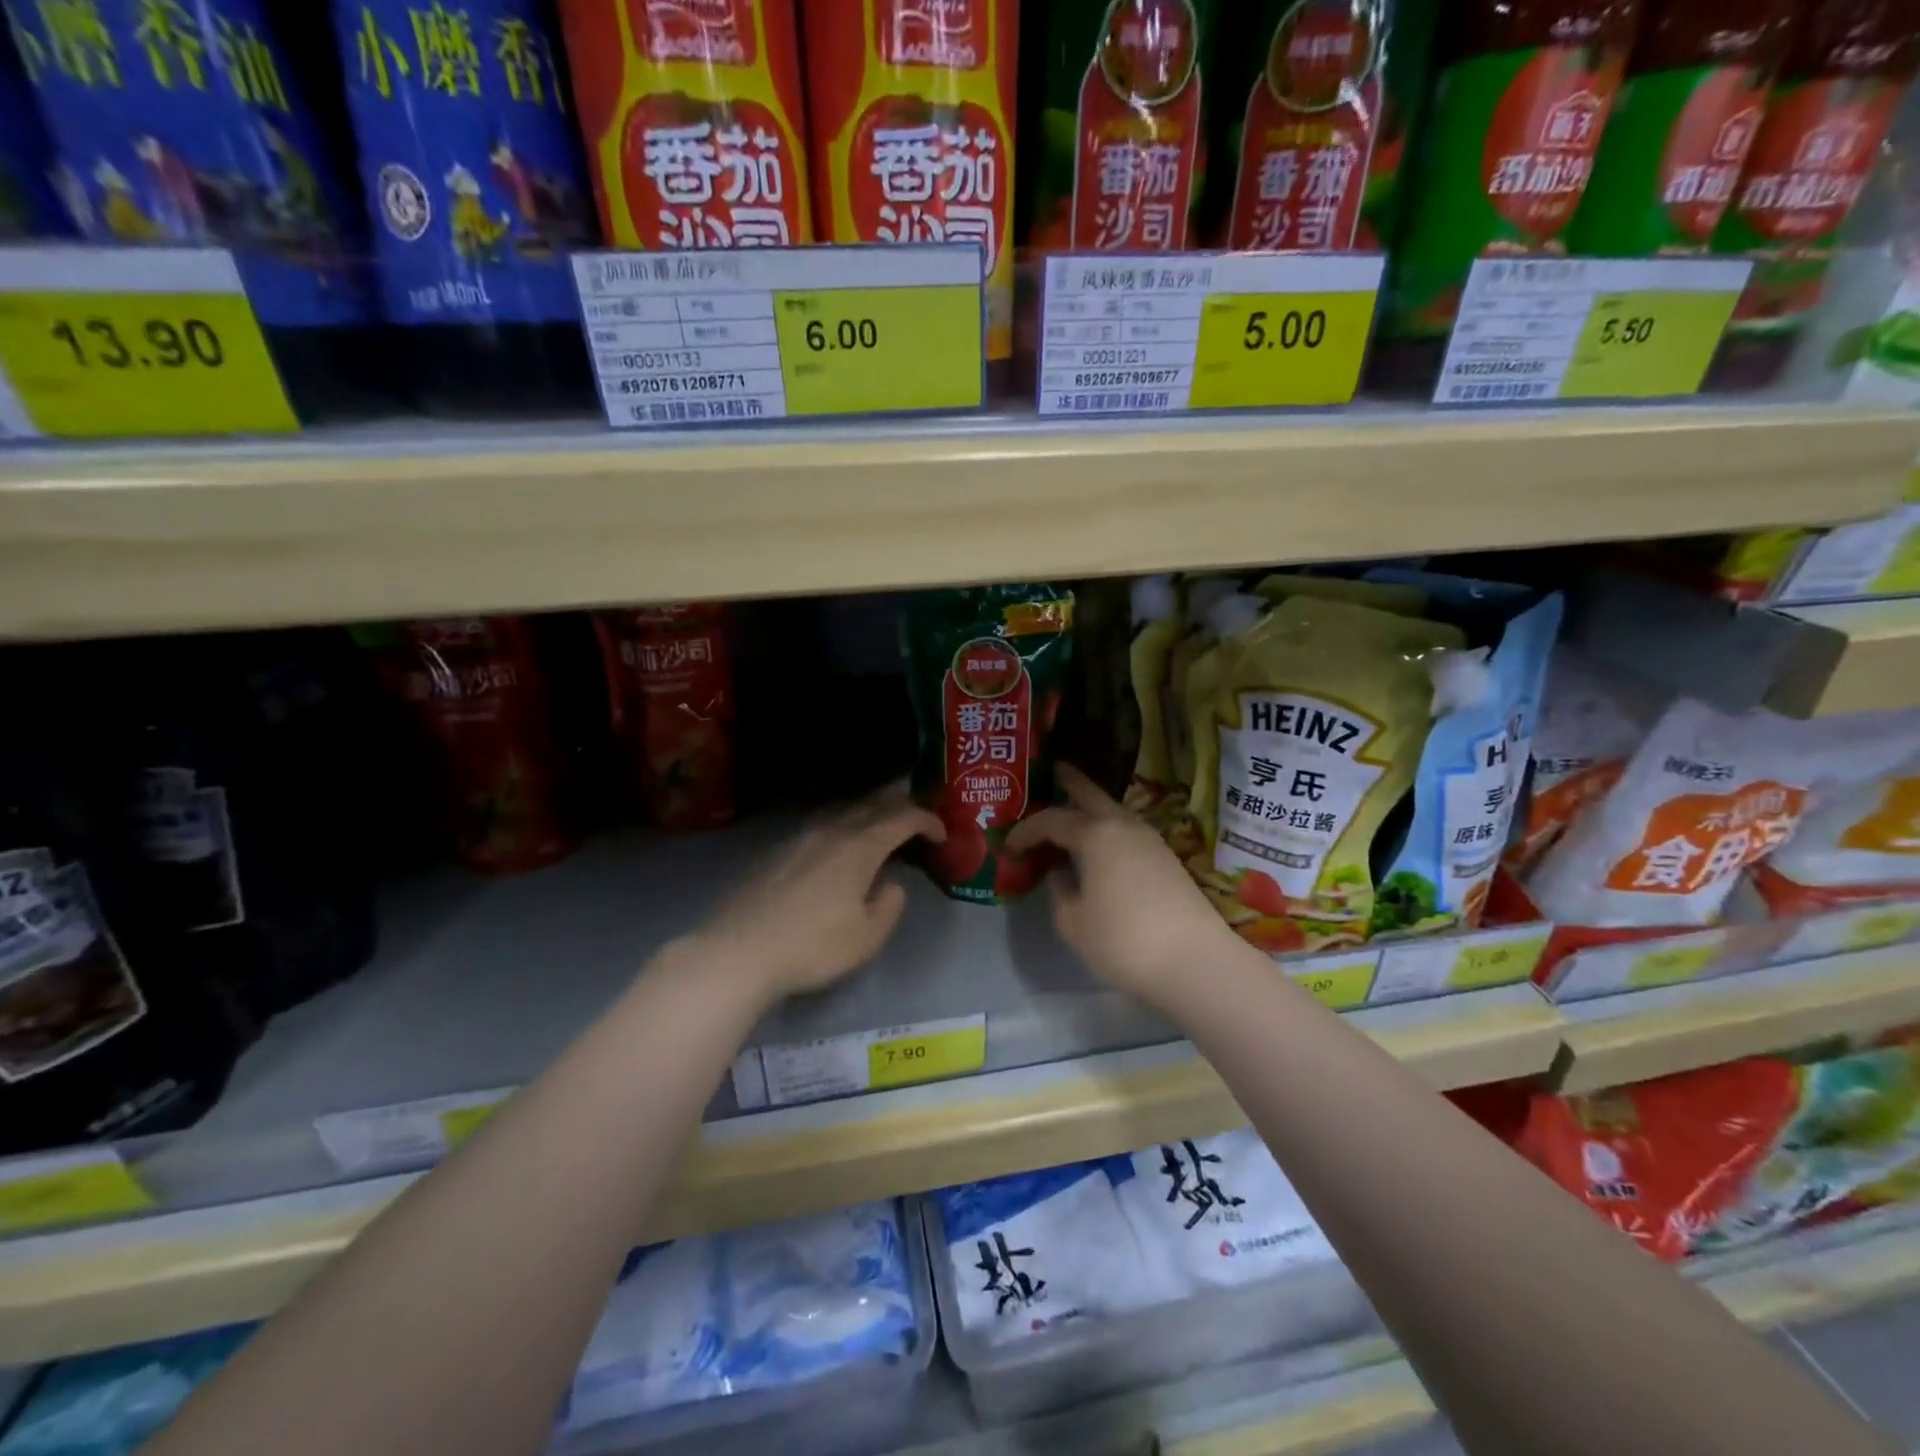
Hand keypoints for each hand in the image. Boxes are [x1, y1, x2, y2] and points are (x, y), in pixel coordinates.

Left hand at [693, 784, 944, 999]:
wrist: (739, 951)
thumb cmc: (812, 946)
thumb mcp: (867, 937)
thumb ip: (889, 905)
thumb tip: (891, 884)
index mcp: (859, 847)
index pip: (902, 819)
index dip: (927, 820)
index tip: (942, 832)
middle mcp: (832, 831)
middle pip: (871, 804)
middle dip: (899, 800)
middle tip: (917, 800)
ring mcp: (800, 837)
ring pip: (844, 810)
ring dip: (869, 809)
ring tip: (881, 815)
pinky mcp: (778, 850)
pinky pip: (822, 824)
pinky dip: (844, 822)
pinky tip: (839, 838)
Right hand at [1009, 765, 1246, 1006]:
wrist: (1195, 961)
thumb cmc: (1123, 941)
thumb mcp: (1074, 922)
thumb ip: (1060, 892)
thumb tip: (1060, 874)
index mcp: (1095, 834)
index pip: (1051, 820)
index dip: (1025, 830)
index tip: (1008, 845)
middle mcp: (1123, 826)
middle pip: (1091, 795)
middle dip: (1071, 782)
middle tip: (1053, 770)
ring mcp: (1150, 841)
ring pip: (1113, 812)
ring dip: (1091, 809)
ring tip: (1071, 812)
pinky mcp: (1166, 859)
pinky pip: (1126, 832)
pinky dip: (1107, 830)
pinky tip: (1098, 846)